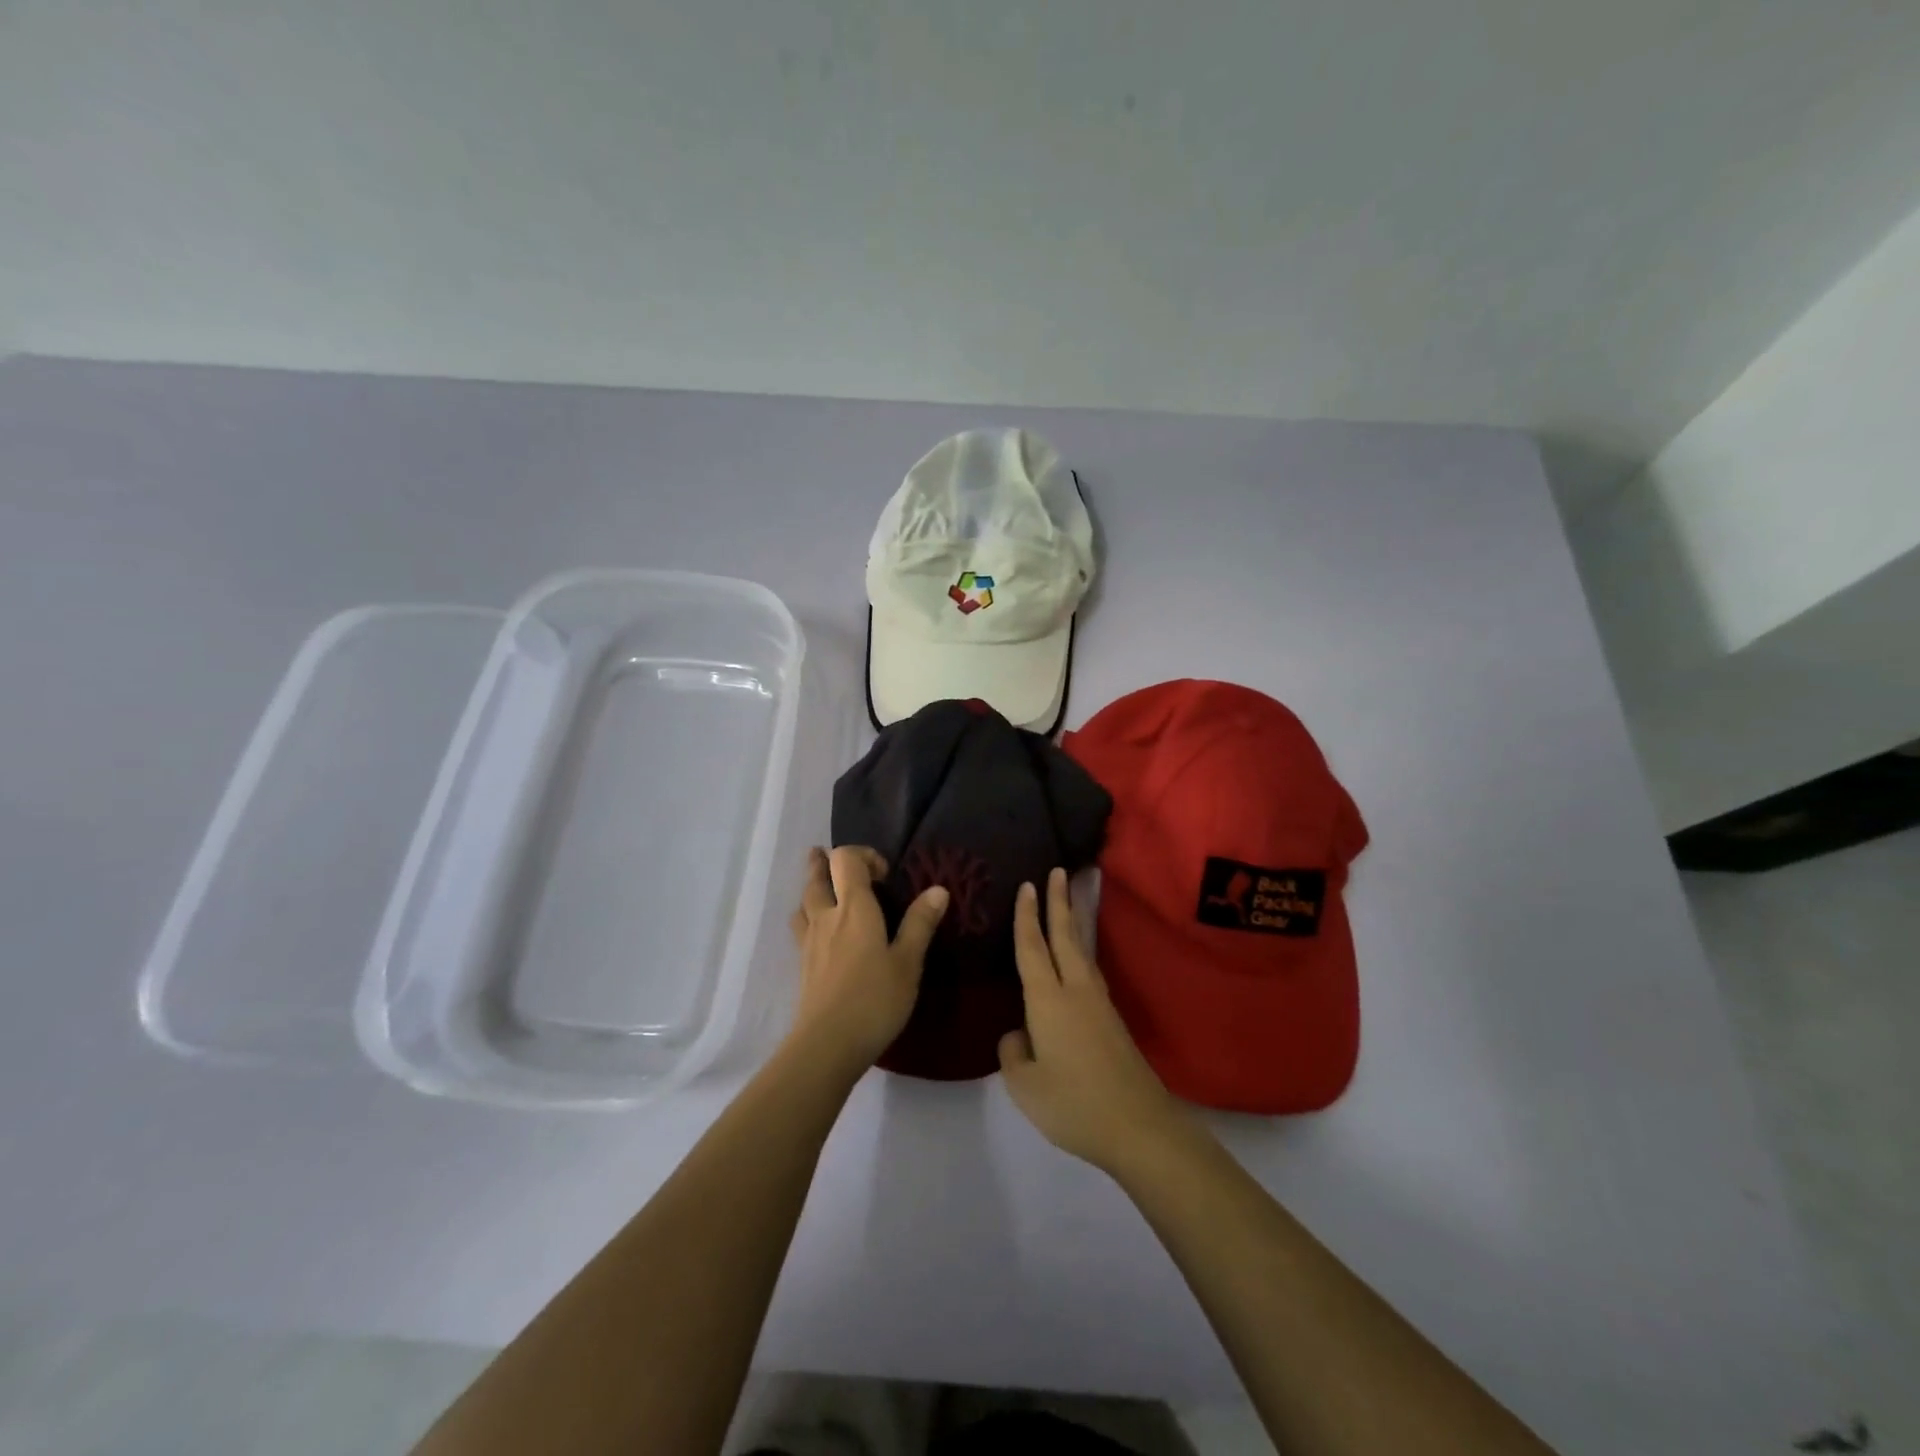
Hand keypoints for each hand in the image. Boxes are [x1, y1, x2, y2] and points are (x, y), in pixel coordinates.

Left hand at [786, 846, 947, 1078]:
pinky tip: (819, 930)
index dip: (863, 855)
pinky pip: (801, 926)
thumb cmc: (875, 999)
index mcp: (854, 908)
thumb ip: (920, 923)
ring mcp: (810, 940)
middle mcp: (827, 916)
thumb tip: (938, 889)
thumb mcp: (908, 962)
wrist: (827, 1044)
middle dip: (825, 863)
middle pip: (817, 876)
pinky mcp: (803, 964)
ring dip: (813, 886)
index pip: (846, 859)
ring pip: (804, 900)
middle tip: (833, 860)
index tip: (884, 874)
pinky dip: (808, 916)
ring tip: (823, 887)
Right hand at [999, 868, 1191, 1173]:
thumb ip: (1013, 1052)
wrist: (1139, 1126)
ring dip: (1073, 921)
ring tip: (1069, 902)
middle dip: (1059, 901)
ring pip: (1081, 950)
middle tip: (1058, 870)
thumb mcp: (1025, 1085)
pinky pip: (1090, 970)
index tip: (1027, 884)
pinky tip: (1078, 958)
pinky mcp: (1112, 1019)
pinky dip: (1080, 950)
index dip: (1027, 916)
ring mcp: (1099, 1003)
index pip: (1032, 947)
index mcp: (1048, 1000)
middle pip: (1065, 936)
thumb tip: (1019, 1033)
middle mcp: (1075, 990)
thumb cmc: (1074, 1104)